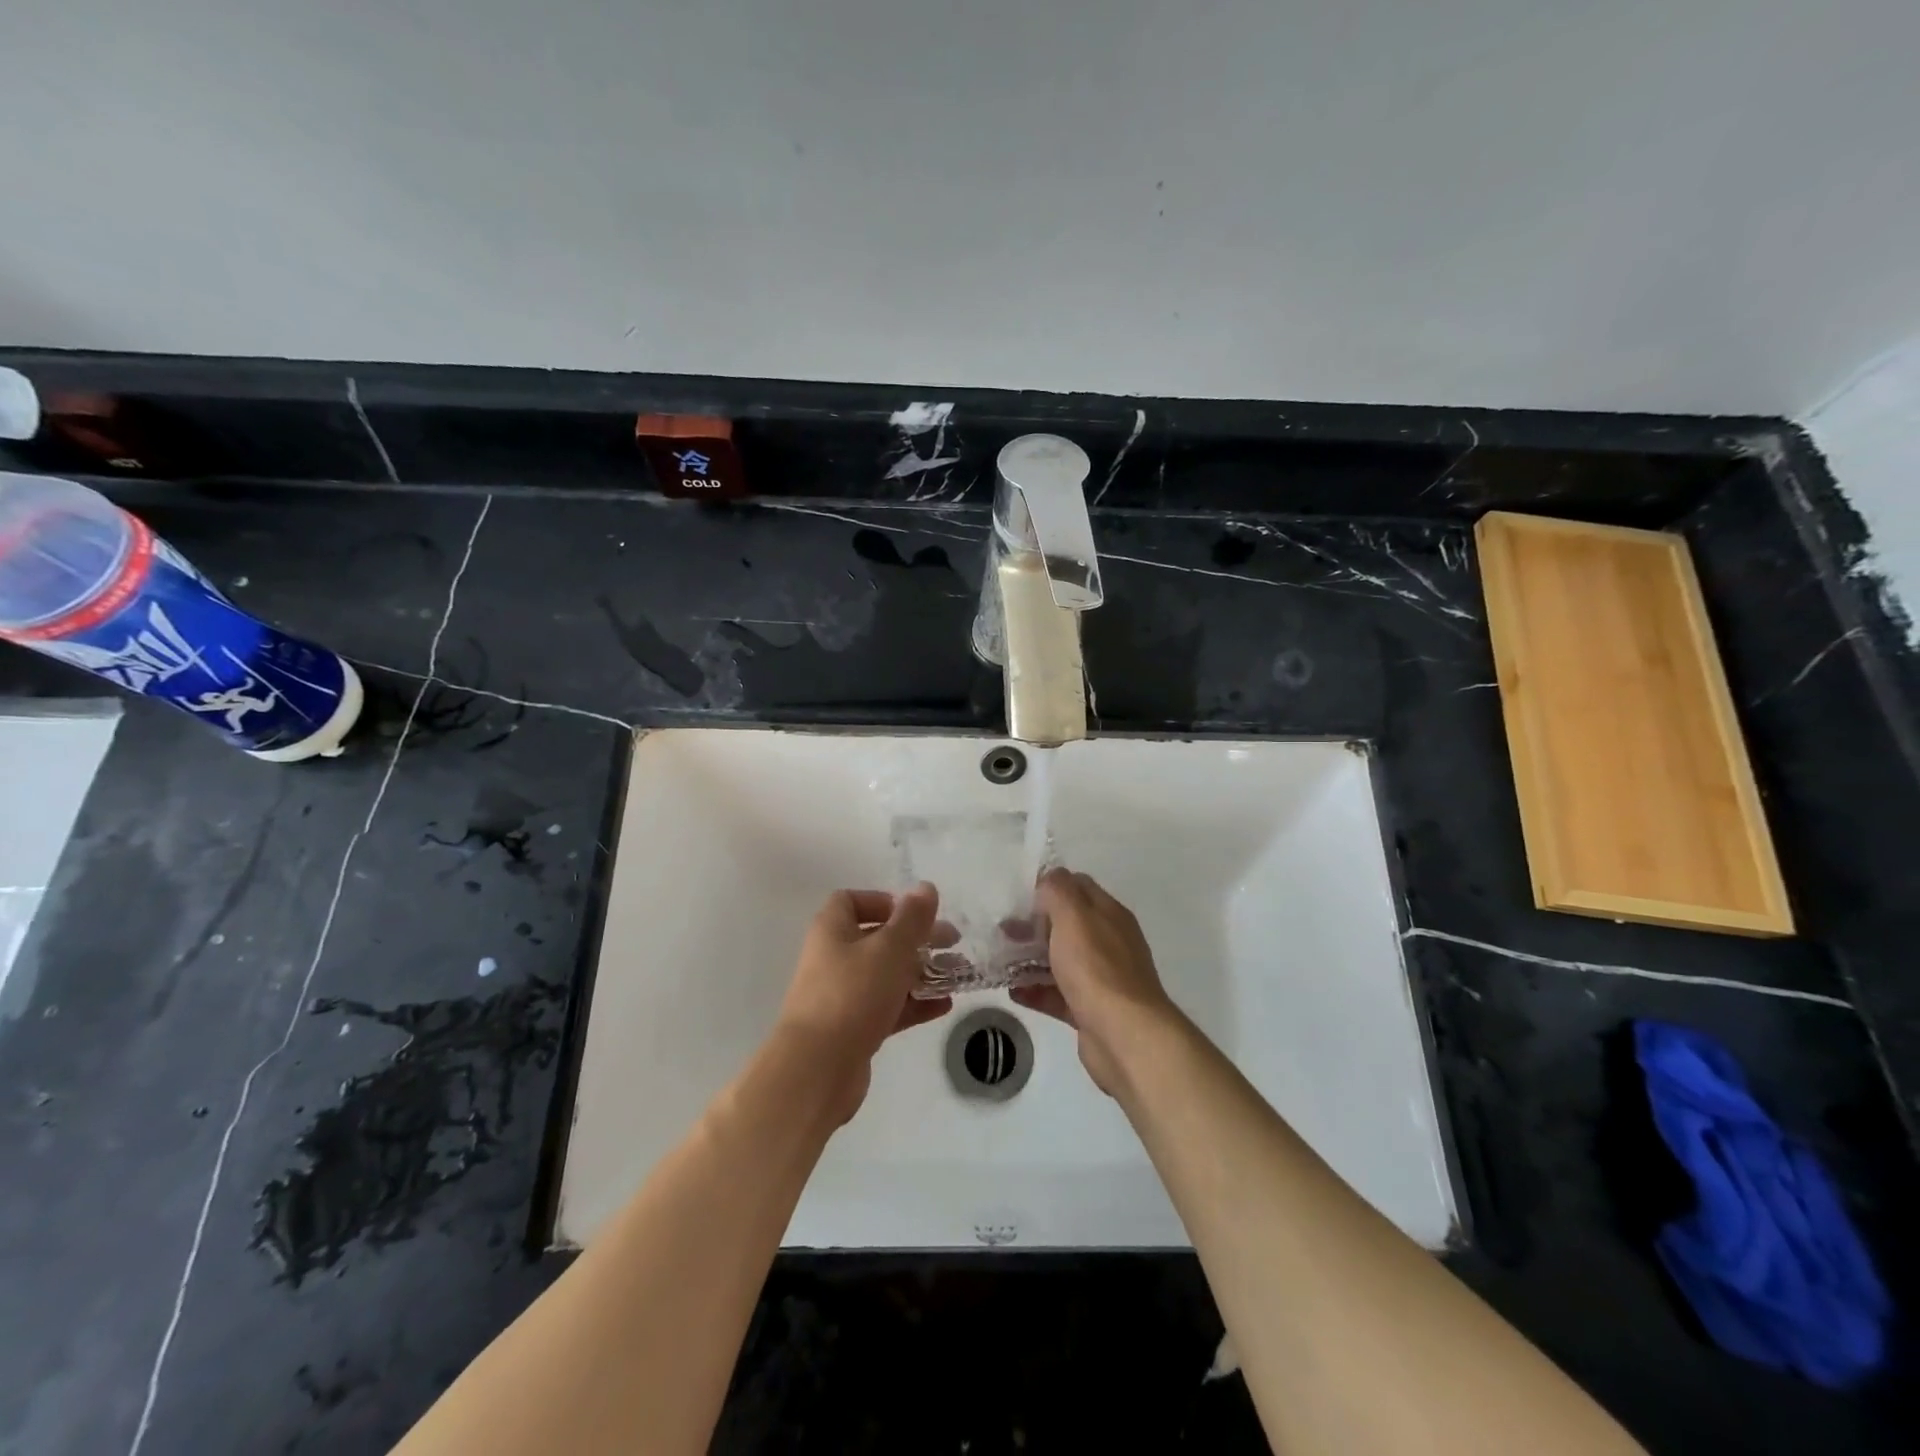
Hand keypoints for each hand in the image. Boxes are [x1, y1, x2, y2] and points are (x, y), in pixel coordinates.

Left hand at [773, 883, 953, 1120]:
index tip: (915, 913)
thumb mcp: (890, 949)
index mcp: (833, 930)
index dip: (883, 901)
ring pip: (886, 975)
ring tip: (957, 974)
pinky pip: (888, 1007)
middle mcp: (833, 958)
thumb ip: (912, 918)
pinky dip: (914, 1003)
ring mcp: (842, 995)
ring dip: (920, 972)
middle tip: (953, 942)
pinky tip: (944, 1005)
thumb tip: (925, 887)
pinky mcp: (853, 1029)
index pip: (851, 900)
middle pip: (877, 938)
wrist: (816, 1069)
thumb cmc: (852, 994)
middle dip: (916, 938)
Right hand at [1012, 868, 1178, 1096]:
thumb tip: (1049, 879)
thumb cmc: (1096, 968)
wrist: (1124, 1036)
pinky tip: (1012, 991)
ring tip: (999, 960)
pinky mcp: (1090, 1010)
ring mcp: (1101, 979)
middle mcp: (1109, 942)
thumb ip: (1058, 890)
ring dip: (1031, 958)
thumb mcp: (1074, 916)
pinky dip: (1036, 991)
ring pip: (1061, 960)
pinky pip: (1058, 994)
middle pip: (1068, 925)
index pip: (1079, 887)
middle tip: (1003, 930)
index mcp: (1109, 915)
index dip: (1050, 887)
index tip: (1020, 897)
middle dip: (1035, 925)